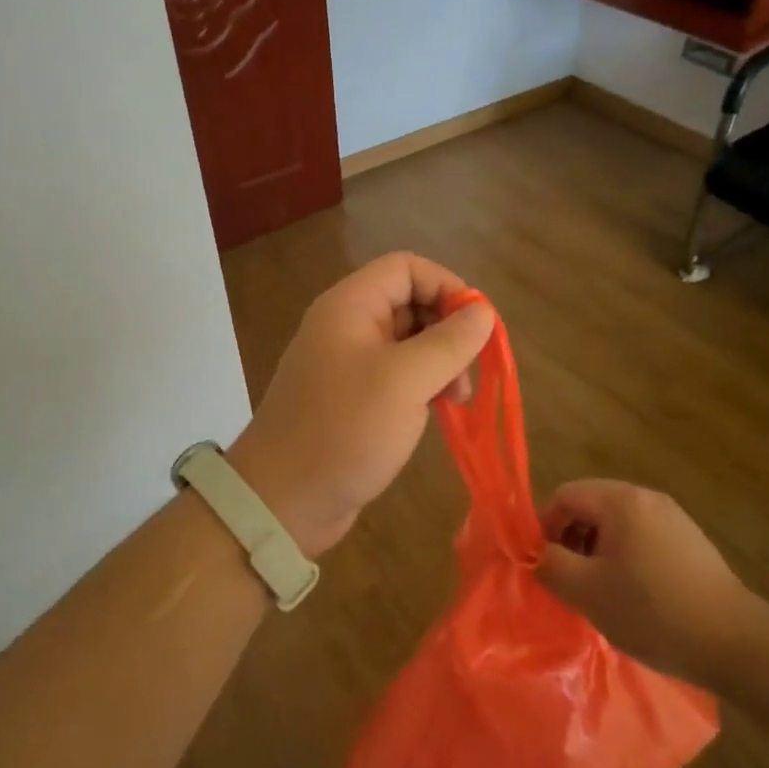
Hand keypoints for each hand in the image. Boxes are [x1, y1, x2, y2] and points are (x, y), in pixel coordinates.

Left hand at [228, 252, 494, 558]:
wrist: (285, 500)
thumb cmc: (345, 429)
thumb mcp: (406, 381)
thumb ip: (449, 342)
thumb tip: (483, 314)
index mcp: (350, 306)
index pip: (406, 268)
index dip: (446, 286)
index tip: (477, 325)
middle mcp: (347, 325)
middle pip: (409, 302)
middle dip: (446, 329)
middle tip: (468, 370)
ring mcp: (348, 362)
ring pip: (408, 341)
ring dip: (439, 362)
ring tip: (457, 398)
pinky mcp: (352, 397)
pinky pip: (397, 374)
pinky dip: (423, 385)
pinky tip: (437, 411)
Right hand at [535, 479, 755, 683]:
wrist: (736, 643)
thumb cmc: (652, 611)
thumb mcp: (587, 591)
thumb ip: (550, 565)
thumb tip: (538, 553)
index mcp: (621, 500)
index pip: (564, 495)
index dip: (543, 527)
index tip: (543, 566)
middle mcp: (647, 498)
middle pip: (590, 507)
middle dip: (570, 540)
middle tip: (568, 582)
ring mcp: (673, 519)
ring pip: (616, 525)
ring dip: (597, 552)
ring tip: (599, 594)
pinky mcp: (691, 543)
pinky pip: (642, 539)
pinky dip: (625, 560)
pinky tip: (633, 597)